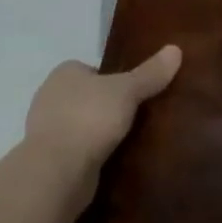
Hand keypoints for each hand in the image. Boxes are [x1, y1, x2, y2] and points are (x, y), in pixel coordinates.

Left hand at [23, 46, 181, 200]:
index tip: (133, 91)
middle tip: (136, 115)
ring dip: (98, 132)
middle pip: (87, 97)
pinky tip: (111, 160)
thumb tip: (176, 49)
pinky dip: (90, 154)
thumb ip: (150, 73)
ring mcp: (46, 131)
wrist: (55, 173)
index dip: (113, 79)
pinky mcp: (48, 161)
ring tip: (128, 139)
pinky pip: (76, 150)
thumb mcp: (128, 90)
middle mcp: (50, 97)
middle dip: (106, 106)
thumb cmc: (89, 118)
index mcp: (64, 73)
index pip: (92, 70)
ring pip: (81, 125)